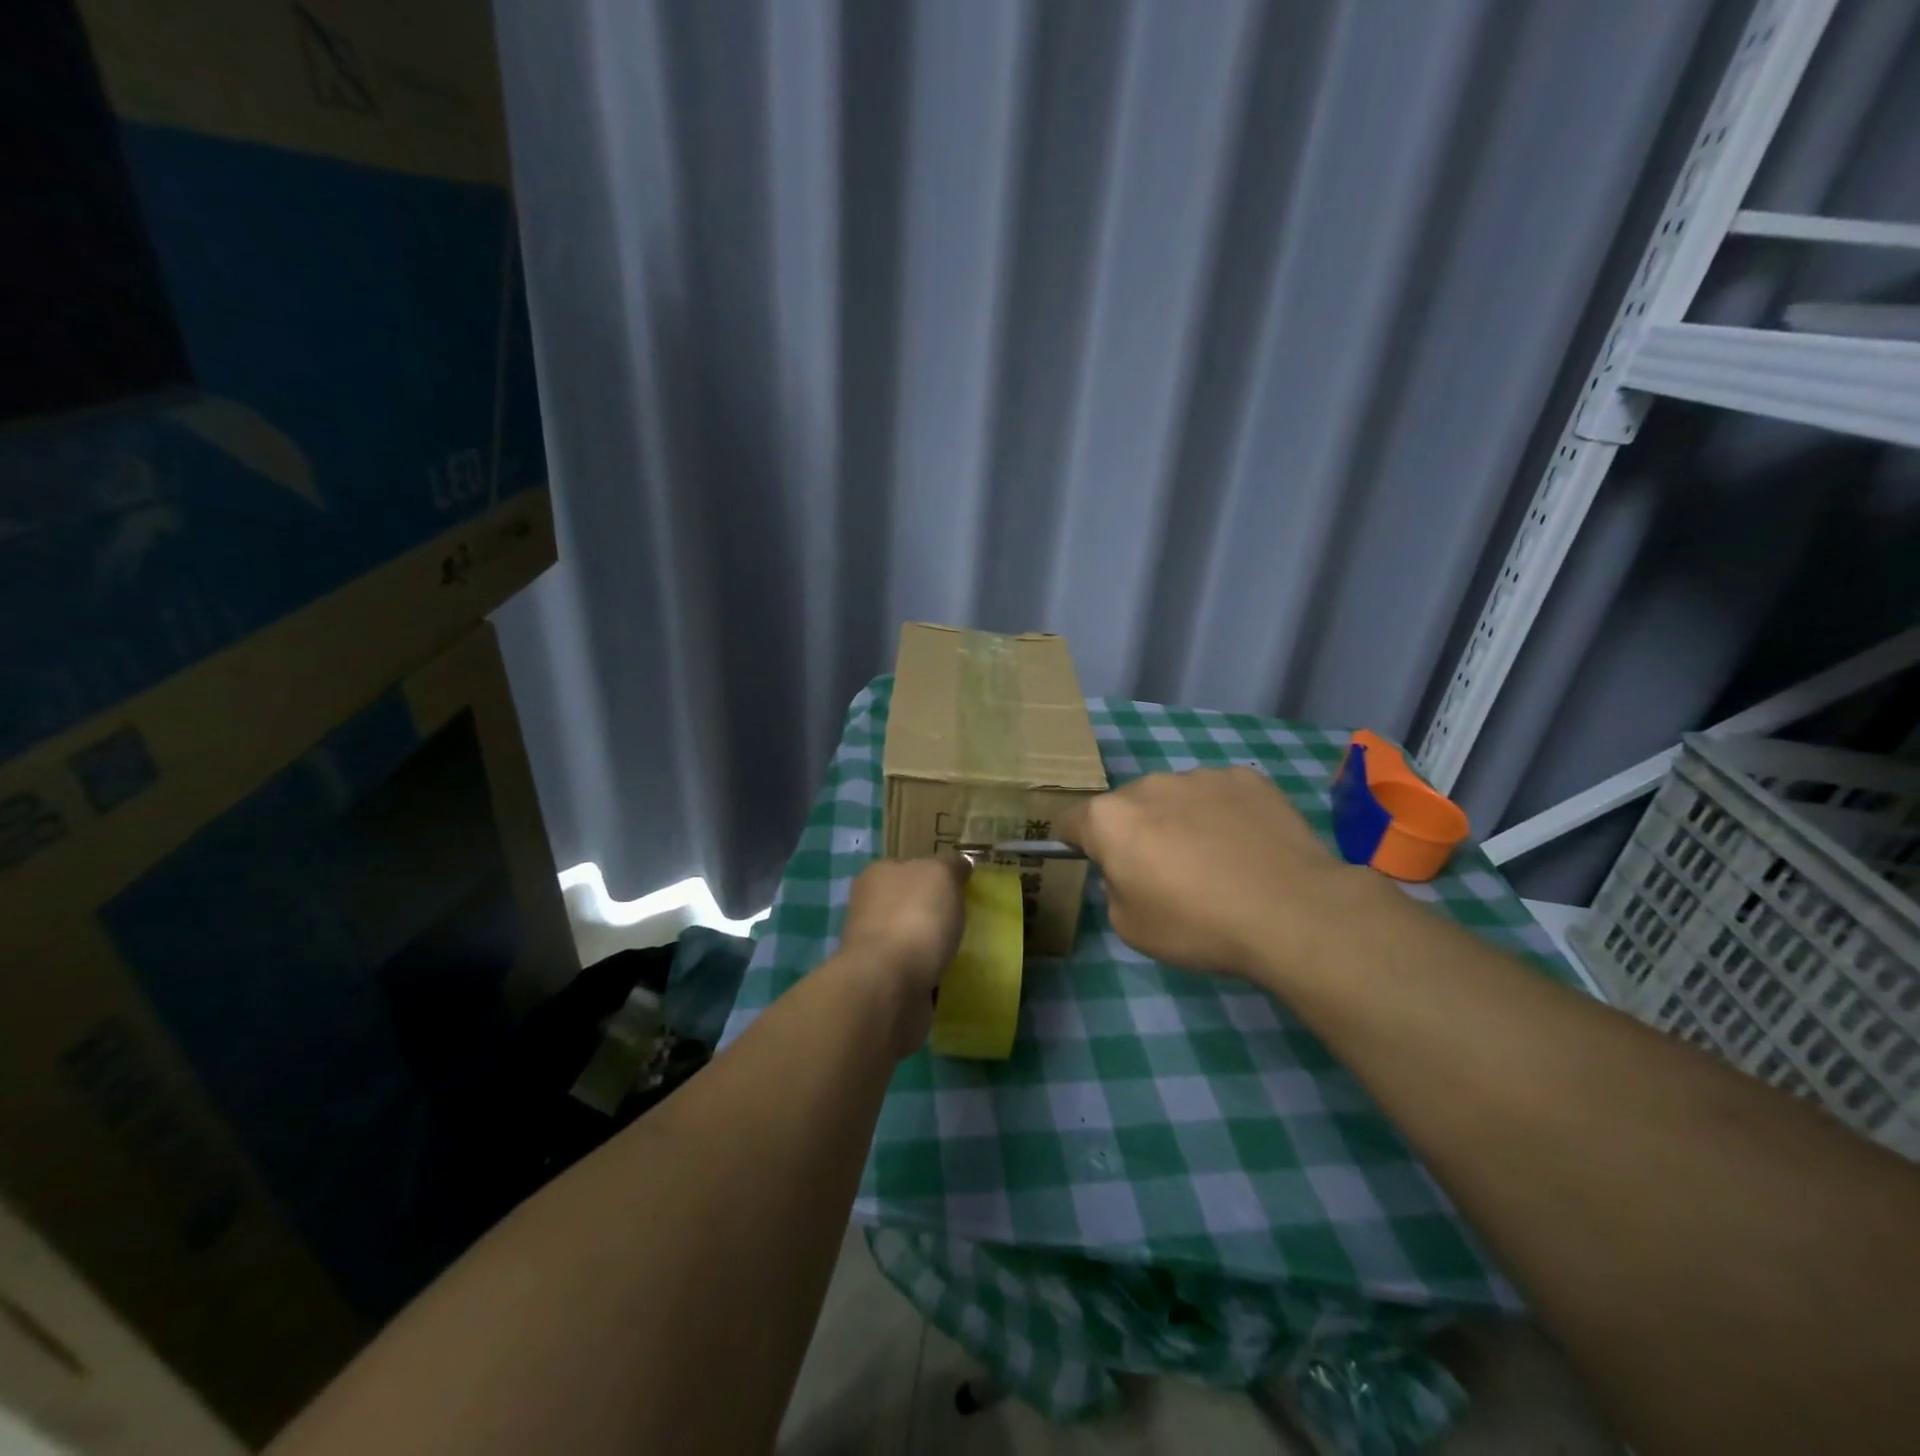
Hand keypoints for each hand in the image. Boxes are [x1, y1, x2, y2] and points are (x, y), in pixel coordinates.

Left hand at [836, 854, 969, 1055]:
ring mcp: (871, 946)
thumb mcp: (942, 874)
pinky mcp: (880, 980)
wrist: (888, 984)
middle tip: (962, 920)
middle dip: (931, 910)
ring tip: (958, 950)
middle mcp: (868, 906)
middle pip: (907, 901)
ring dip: (928, 943)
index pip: (909, 865)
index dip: (934, 874)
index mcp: (877, 874)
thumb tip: (958, 865)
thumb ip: (952, 865)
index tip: (959, 888)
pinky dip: (926, 971)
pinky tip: (944, 974)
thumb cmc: (915, 917)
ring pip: (908, 936)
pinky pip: (911, 968)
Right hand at [1056, 766, 1358, 981]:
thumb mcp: (1130, 927)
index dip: (1073, 842)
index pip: (1069, 820)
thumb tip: (1128, 870)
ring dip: (1179, 820)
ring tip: (1215, 861)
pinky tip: (1247, 847)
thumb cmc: (1198, 925)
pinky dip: (1222, 814)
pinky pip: (1219, 795)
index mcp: (1109, 819)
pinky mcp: (1246, 778)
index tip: (1090, 861)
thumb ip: (1113, 887)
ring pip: (1174, 797)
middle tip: (1164, 873)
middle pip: (1126, 807)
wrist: (1291, 912)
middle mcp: (1148, 785)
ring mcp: (1200, 776)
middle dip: (1134, 832)